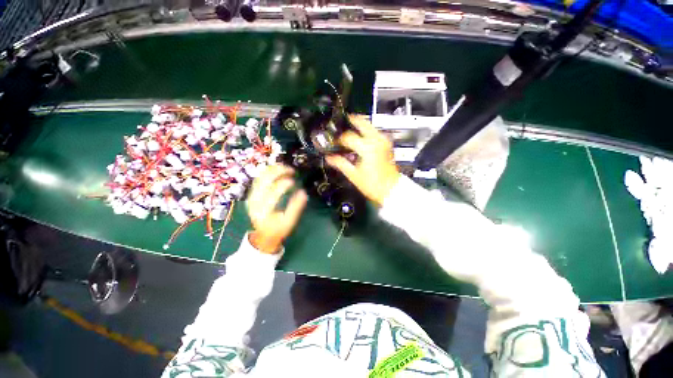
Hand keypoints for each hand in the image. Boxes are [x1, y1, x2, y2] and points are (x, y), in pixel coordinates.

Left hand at [246, 165, 307, 253]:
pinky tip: (278, 169)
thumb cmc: (278, 229)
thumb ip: (296, 208)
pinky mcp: (252, 193)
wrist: (263, 234)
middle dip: (278, 172)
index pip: (272, 193)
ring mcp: (251, 196)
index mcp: (264, 211)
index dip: (283, 185)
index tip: (294, 181)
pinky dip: (269, 172)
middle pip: (264, 181)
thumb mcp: (289, 222)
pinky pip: (259, 178)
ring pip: (260, 177)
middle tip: (291, 170)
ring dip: (273, 169)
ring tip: (286, 167)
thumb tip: (303, 192)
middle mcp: (255, 201)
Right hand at [326, 115, 399, 206]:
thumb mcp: (354, 175)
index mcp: (367, 148)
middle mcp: (377, 140)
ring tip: (350, 128)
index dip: (339, 139)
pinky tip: (361, 137)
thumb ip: (340, 163)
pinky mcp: (387, 145)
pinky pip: (375, 132)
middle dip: (351, 120)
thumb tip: (329, 158)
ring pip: (370, 125)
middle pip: (362, 122)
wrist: (391, 188)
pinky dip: (367, 131)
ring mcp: (384, 141)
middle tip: (342, 122)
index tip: (334, 143)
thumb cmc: (373, 184)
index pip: (348, 137)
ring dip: (360, 125)